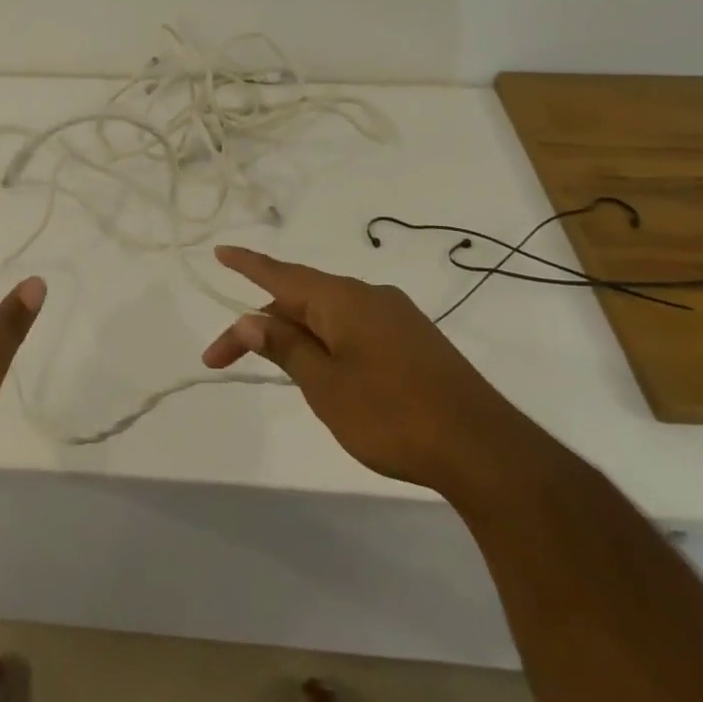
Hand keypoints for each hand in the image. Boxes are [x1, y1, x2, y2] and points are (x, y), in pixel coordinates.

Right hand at [203, 246, 537, 493]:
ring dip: (295, 335)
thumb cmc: (392, 415)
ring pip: (328, 315)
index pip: (281, 274)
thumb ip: (285, 348)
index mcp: (342, 299)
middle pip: (300, 299)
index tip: (218, 252)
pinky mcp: (414, 340)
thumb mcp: (325, 385)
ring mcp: (396, 317)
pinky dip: (326, 341)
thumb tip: (251, 318)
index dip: (246, 264)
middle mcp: (368, 296)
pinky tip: (326, 372)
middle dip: (261, 325)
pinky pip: (354, 328)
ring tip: (278, 370)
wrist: (484, 450)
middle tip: (225, 359)